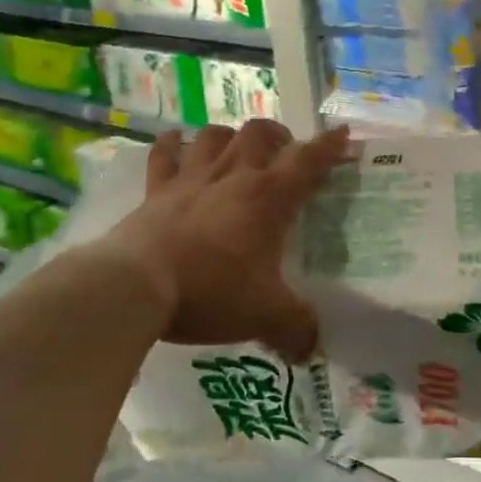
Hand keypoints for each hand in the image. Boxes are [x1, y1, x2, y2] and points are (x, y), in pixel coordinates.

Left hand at [102, 120, 349, 362]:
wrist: (137, 286)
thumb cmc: (211, 291)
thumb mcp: (266, 316)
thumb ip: (297, 329)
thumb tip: (312, 348)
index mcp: (268, 197)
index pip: (308, 161)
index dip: (329, 146)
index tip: (343, 133)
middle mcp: (232, 176)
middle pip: (259, 133)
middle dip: (278, 135)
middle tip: (284, 152)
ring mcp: (190, 178)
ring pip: (214, 135)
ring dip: (230, 136)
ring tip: (237, 148)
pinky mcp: (155, 190)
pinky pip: (164, 154)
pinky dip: (173, 144)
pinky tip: (177, 142)